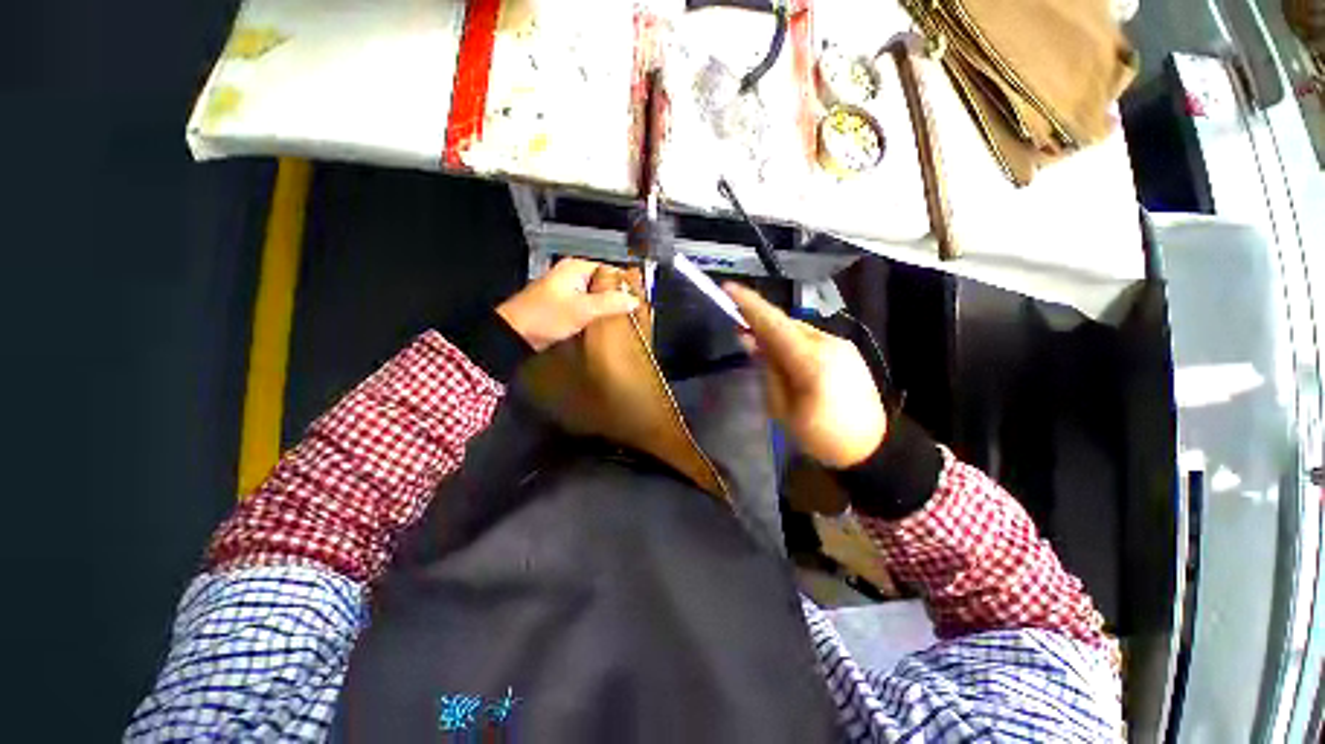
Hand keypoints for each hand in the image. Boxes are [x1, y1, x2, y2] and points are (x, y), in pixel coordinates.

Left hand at [497, 258, 640, 350]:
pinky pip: (587, 305)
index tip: (637, 297)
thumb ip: (610, 303)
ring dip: (606, 305)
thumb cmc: (546, 317)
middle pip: (603, 282)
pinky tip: (604, 323)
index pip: (609, 269)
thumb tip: (634, 300)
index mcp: (575, 268)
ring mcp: (567, 290)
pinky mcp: (564, 305)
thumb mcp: (582, 309)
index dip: (624, 282)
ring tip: (622, 317)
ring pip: (595, 295)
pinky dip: (596, 312)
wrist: (515, 334)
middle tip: (632, 310)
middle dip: (617, 295)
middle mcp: (572, 275)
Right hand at [725, 283, 885, 467]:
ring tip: (757, 342)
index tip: (729, 287)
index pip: (774, 324)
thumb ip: (767, 370)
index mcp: (811, 362)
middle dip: (759, 319)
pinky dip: (791, 339)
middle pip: (785, 323)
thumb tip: (751, 341)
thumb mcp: (783, 409)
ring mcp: (841, 345)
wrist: (872, 448)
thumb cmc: (821, 436)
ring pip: (798, 329)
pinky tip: (782, 352)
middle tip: (737, 323)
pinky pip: (810, 338)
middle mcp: (828, 344)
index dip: (749, 304)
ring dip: (775, 331)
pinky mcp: (847, 350)